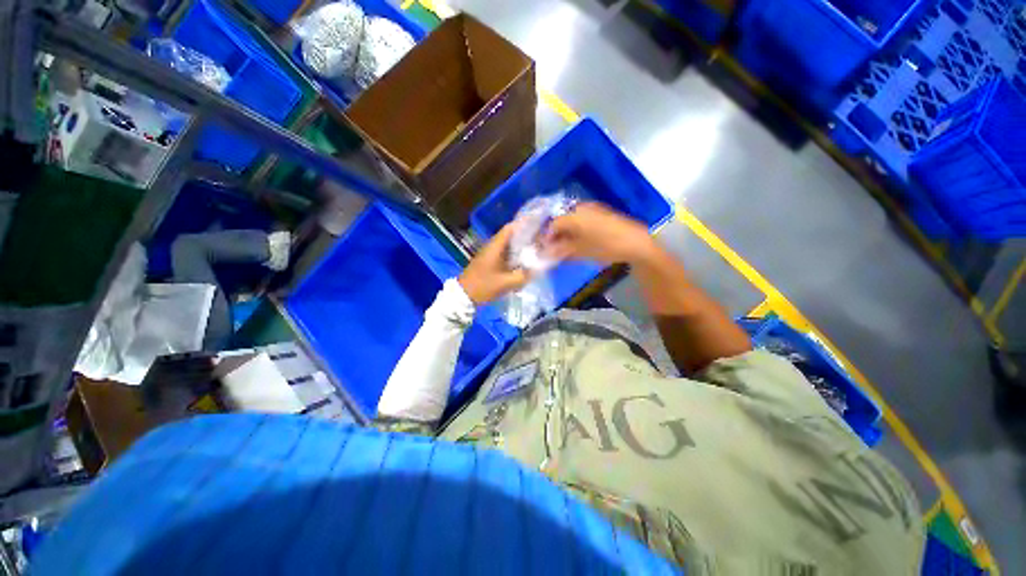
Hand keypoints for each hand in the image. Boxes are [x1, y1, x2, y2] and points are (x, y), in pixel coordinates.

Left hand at [458, 223, 531, 304]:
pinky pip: (505, 254)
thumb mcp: (506, 283)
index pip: (510, 228)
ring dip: (521, 247)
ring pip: (508, 246)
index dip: (524, 224)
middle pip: (511, 236)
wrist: (463, 296)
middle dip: (526, 237)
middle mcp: (492, 246)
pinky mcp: (489, 262)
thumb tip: (537, 269)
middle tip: (541, 240)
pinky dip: (515, 256)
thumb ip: (523, 276)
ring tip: (536, 250)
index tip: (539, 225)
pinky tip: (523, 263)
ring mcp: (490, 254)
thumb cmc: (483, 286)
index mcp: (495, 247)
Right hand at [544, 202, 654, 264]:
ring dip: (566, 231)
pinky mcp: (602, 213)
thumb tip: (547, 252)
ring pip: (572, 219)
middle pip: (562, 220)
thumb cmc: (605, 247)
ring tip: (565, 245)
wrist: (636, 243)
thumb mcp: (581, 251)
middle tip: (553, 248)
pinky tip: (578, 240)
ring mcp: (593, 209)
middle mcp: (581, 208)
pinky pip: (583, 219)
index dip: (546, 237)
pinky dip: (577, 229)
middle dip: (555, 234)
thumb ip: (562, 250)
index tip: (543, 249)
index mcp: (574, 216)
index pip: (553, 224)